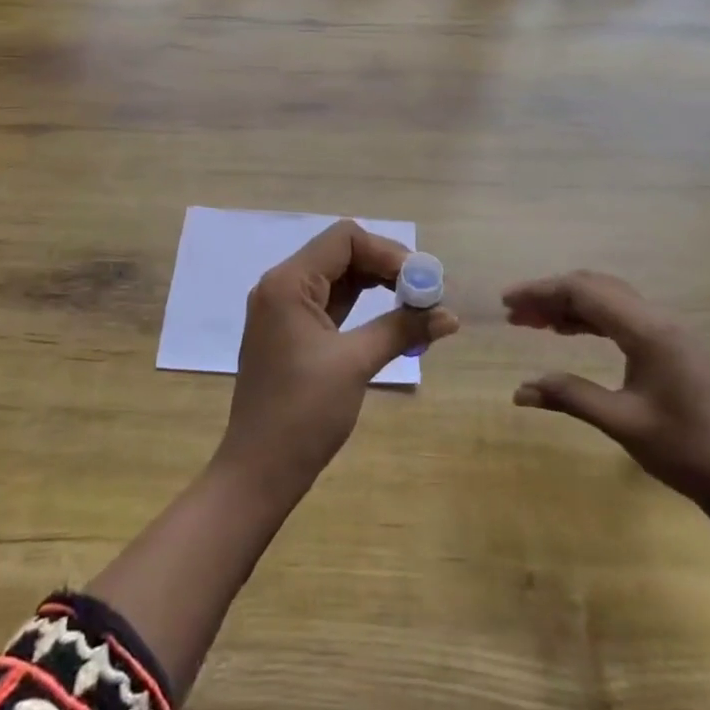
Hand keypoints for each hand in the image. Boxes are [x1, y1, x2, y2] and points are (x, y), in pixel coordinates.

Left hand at [217, 221, 459, 495]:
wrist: (259, 471)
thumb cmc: (303, 412)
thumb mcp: (355, 363)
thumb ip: (402, 330)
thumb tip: (450, 316)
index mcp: (288, 282)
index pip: (344, 239)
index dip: (387, 252)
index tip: (421, 280)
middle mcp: (281, 286)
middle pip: (341, 254)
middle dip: (385, 267)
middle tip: (426, 292)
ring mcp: (283, 310)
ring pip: (337, 278)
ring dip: (376, 286)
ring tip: (416, 305)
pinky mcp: (290, 333)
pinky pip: (330, 303)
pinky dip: (361, 306)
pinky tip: (391, 320)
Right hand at [505, 270, 709, 507]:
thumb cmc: (687, 452)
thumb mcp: (622, 423)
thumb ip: (571, 396)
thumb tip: (520, 390)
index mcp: (648, 331)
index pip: (584, 291)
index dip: (540, 291)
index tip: (506, 302)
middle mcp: (659, 321)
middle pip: (595, 288)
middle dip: (551, 295)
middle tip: (514, 314)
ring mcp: (669, 334)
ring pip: (609, 302)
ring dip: (570, 306)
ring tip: (533, 323)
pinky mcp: (673, 349)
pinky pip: (623, 319)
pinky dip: (591, 320)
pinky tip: (569, 333)